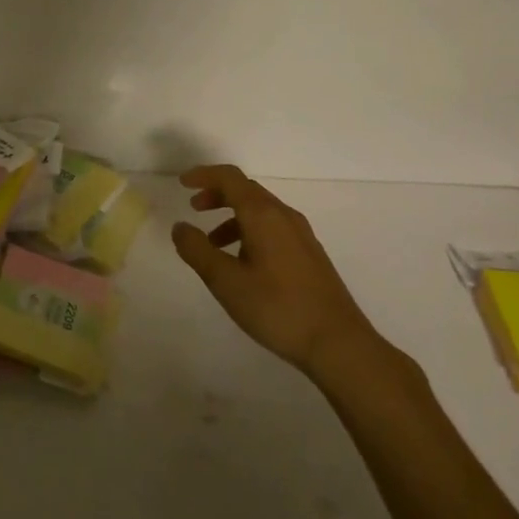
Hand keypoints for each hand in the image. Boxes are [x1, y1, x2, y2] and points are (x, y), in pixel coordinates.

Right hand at [171, 165, 395, 378]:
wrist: (338, 343)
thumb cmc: (277, 308)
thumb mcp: (226, 281)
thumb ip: (197, 250)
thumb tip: (180, 227)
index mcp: (263, 214)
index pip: (230, 178)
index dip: (204, 175)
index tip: (183, 184)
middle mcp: (284, 216)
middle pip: (246, 190)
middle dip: (217, 194)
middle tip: (194, 208)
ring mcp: (301, 235)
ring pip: (260, 211)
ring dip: (232, 217)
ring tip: (213, 244)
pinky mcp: (310, 255)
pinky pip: (273, 228)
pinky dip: (250, 232)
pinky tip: (243, 263)